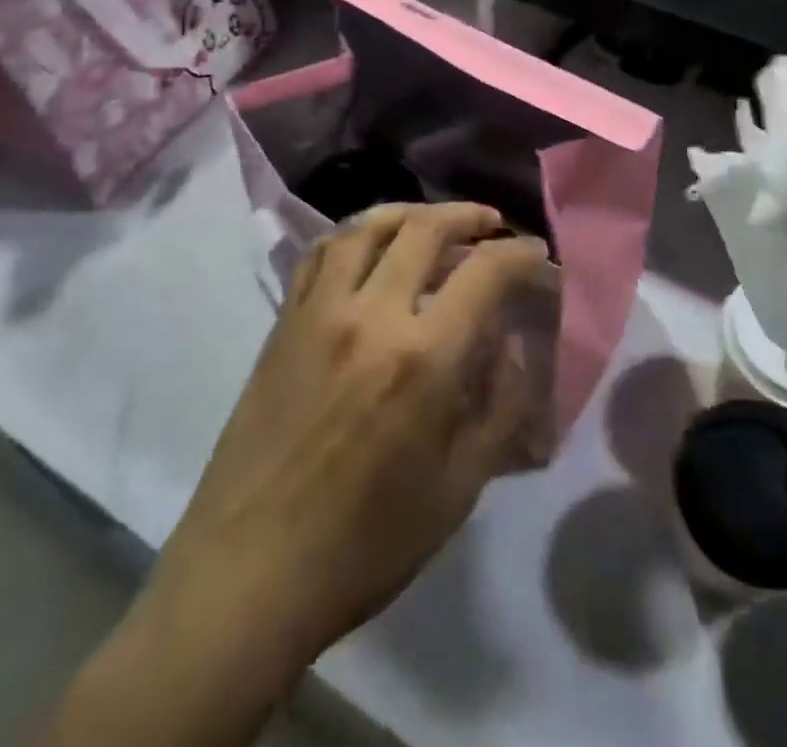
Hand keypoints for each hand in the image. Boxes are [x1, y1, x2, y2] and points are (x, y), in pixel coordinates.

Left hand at [46, 204, 553, 746]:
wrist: (249, 573)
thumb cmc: (366, 543)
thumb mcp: (459, 488)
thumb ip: (501, 405)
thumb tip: (514, 344)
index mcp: (422, 357)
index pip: (485, 272)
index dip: (519, 254)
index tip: (536, 255)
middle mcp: (370, 315)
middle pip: (425, 229)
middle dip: (468, 216)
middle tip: (492, 224)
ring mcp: (319, 312)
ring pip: (368, 227)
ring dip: (410, 212)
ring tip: (434, 221)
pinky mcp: (284, 323)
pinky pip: (322, 253)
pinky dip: (355, 234)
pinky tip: (370, 246)